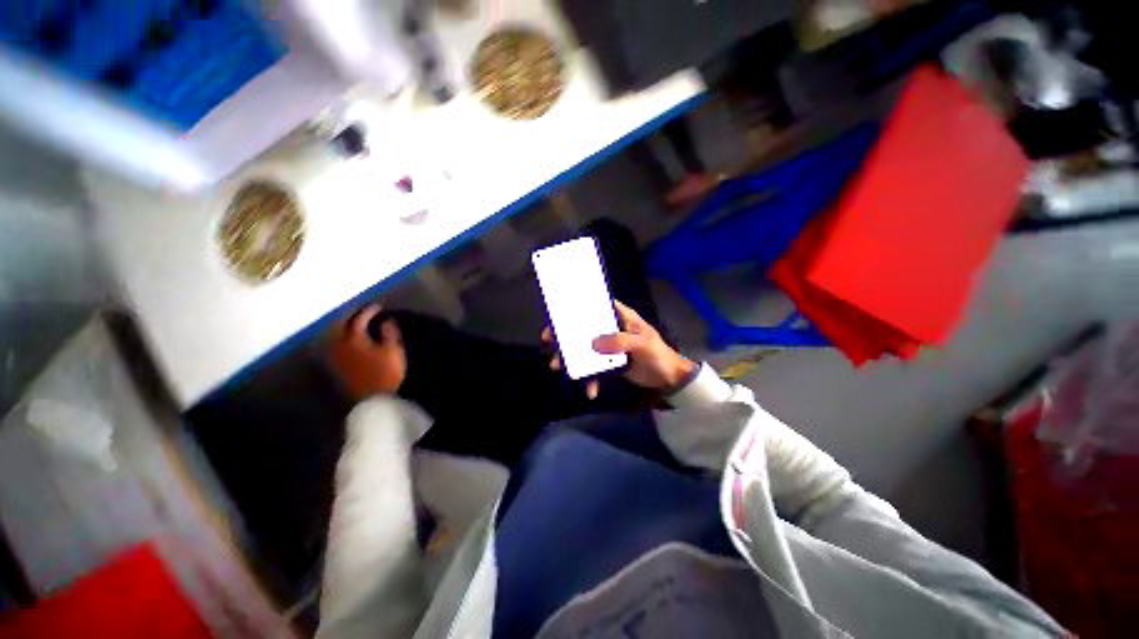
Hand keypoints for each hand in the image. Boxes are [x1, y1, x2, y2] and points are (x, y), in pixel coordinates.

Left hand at [329, 304, 406, 399]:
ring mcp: (335, 356)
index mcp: (354, 338)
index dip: (368, 311)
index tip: (377, 307)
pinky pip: (332, 346)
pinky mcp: (335, 367)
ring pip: (333, 335)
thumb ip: (390, 333)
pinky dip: (338, 338)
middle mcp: (339, 344)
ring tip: (350, 323)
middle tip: (359, 310)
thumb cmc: (386, 373)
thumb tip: (387, 320)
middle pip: (339, 325)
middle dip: (348, 316)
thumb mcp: (393, 351)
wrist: (372, 399)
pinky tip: (344, 339)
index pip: (358, 320)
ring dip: (341, 326)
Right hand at [542, 301, 694, 397]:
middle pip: (584, 328)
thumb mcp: (642, 344)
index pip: (597, 306)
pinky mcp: (609, 363)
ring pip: (585, 349)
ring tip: (557, 366)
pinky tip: (590, 391)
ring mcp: (608, 347)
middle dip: (566, 335)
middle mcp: (611, 329)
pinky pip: (594, 368)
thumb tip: (593, 343)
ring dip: (571, 358)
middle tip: (549, 341)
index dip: (578, 307)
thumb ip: (620, 341)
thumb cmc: (658, 355)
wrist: (668, 380)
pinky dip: (590, 379)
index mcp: (620, 317)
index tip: (558, 313)